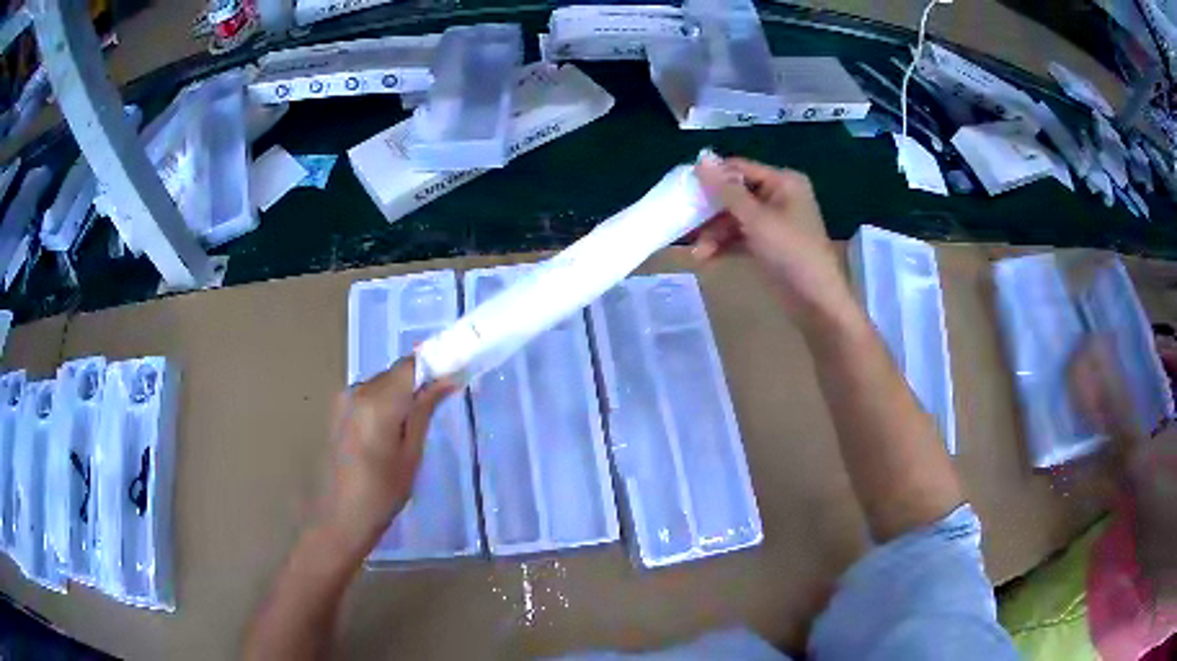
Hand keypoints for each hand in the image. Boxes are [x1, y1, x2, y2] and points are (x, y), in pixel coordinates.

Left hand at [321, 357, 453, 552]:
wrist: (338, 520)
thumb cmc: (381, 494)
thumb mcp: (411, 455)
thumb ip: (424, 411)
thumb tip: (446, 380)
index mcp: (376, 401)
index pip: (412, 365)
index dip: (436, 365)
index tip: (457, 376)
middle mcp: (356, 391)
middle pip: (396, 373)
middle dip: (420, 382)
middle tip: (443, 403)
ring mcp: (343, 400)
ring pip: (383, 384)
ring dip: (402, 394)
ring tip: (417, 424)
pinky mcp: (337, 411)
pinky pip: (369, 396)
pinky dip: (386, 404)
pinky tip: (393, 431)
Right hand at [693, 156, 852, 324]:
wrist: (816, 302)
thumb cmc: (791, 252)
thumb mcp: (757, 219)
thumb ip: (726, 191)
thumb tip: (700, 159)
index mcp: (783, 182)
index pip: (739, 169)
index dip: (712, 177)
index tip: (682, 189)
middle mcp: (778, 197)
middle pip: (734, 195)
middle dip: (710, 212)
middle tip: (684, 223)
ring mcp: (773, 222)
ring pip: (734, 218)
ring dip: (714, 233)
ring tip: (696, 253)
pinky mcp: (767, 245)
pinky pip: (739, 237)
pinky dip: (724, 245)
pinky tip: (706, 257)